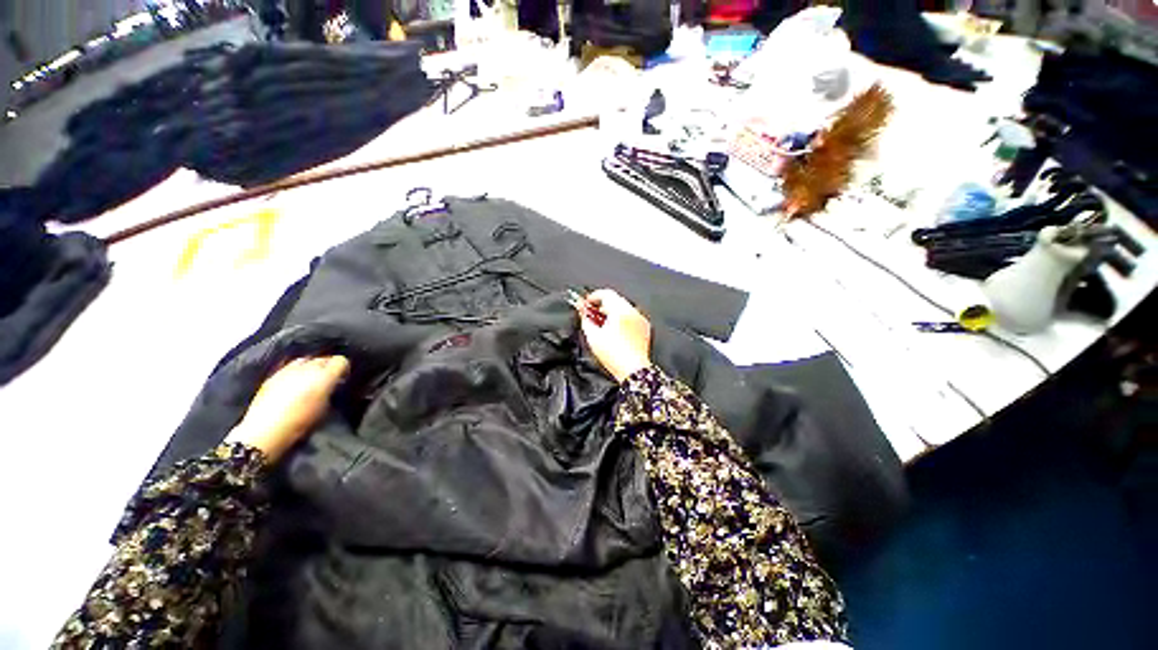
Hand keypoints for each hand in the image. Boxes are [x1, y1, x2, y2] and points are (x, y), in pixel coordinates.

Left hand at [226, 356, 349, 462]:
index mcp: (324, 376)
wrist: (266, 431)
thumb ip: (331, 390)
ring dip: (311, 367)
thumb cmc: (301, 423)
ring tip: (310, 379)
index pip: (341, 360)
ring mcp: (288, 370)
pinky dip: (296, 371)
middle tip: (328, 379)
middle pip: (323, 358)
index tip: (342, 378)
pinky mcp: (273, 375)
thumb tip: (334, 384)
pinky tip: (294, 383)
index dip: (344, 368)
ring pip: (306, 360)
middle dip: (328, 366)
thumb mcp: (325, 408)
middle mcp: (307, 368)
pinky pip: (290, 366)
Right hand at [577, 289, 651, 382]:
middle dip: (602, 305)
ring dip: (612, 311)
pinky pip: (631, 316)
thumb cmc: (614, 356)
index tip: (586, 304)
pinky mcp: (644, 327)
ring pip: (623, 307)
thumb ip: (586, 320)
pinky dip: (622, 319)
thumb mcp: (593, 337)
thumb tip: (582, 312)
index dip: (593, 297)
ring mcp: (640, 319)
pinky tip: (614, 330)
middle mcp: (632, 312)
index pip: (606, 293)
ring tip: (602, 324)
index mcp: (620, 311)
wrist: (632, 370)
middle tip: (591, 314)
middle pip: (615, 299)